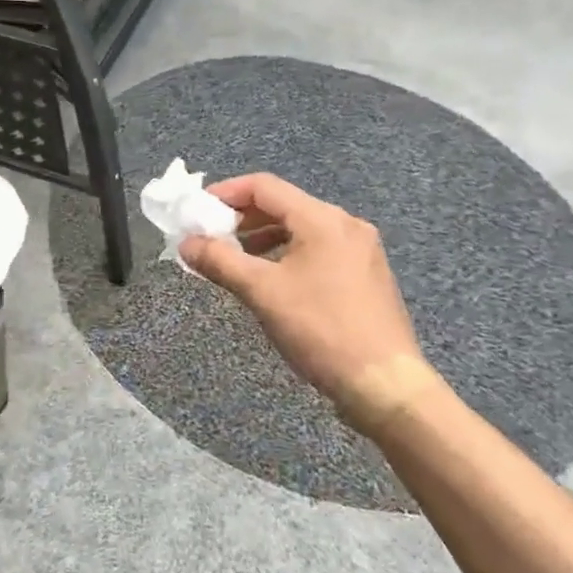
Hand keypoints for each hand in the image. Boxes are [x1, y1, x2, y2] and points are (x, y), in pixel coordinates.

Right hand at [180, 173, 435, 428]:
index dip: (225, 193)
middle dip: (242, 217)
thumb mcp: (262, 293)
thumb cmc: (320, 330)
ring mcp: (361, 249)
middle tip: (211, 236)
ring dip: (263, 236)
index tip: (197, 211)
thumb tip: (186, 244)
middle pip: (283, 204)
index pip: (264, 186)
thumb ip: (220, 261)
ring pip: (301, 227)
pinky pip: (318, 248)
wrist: (386, 386)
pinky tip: (272, 278)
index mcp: (322, 219)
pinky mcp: (367, 274)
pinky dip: (288, 253)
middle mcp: (345, 224)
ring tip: (235, 258)